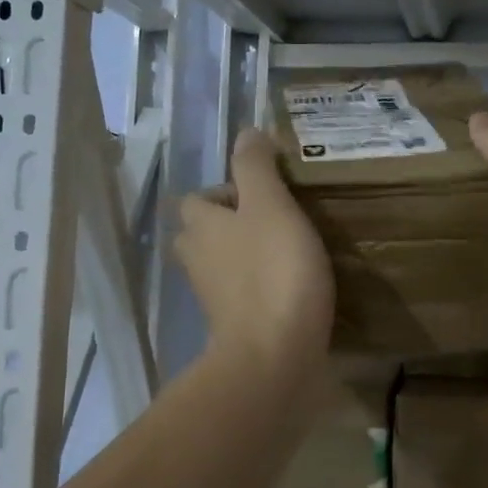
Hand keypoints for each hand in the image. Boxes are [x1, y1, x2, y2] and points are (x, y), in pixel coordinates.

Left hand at [176, 129, 334, 382]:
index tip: (261, 193)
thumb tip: (245, 132)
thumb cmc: (273, 271)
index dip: (223, 191)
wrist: (274, 355)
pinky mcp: (234, 327)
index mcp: (201, 226)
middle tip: (272, 220)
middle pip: (202, 234)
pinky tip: (290, 286)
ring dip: (243, 256)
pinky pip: (241, 297)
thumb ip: (256, 167)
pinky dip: (258, 288)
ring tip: (286, 250)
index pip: (196, 199)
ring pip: (221, 266)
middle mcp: (198, 260)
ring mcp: (214, 298)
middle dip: (228, 225)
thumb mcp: (270, 205)